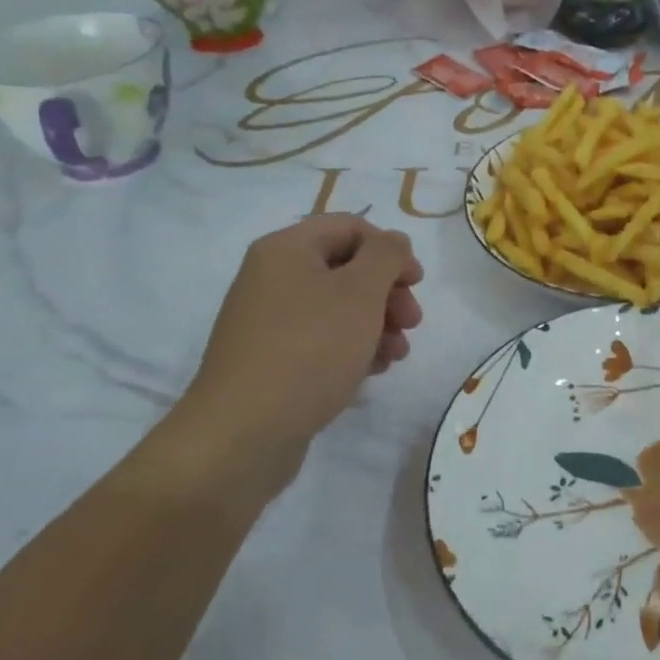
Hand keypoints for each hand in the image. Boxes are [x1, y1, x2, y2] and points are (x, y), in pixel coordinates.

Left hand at [175, 216, 423, 470]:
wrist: (243, 433)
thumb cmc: (309, 349)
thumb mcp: (360, 292)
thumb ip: (386, 256)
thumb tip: (392, 242)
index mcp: (287, 249)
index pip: (351, 227)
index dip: (390, 249)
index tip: (416, 283)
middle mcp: (273, 277)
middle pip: (347, 268)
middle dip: (387, 293)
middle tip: (412, 323)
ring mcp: (270, 321)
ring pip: (339, 308)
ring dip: (378, 324)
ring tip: (397, 355)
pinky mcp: (273, 359)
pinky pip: (322, 340)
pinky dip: (353, 348)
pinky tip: (374, 371)